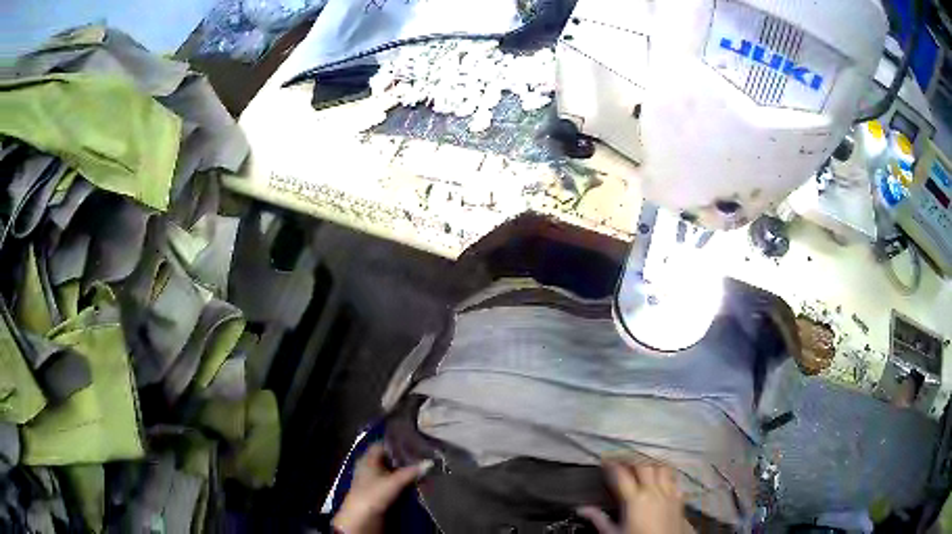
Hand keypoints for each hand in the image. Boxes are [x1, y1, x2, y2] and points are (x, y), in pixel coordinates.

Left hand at [331, 444, 432, 533]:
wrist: (361, 517)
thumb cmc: (374, 494)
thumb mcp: (394, 482)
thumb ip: (411, 472)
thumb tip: (430, 462)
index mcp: (367, 458)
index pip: (383, 444)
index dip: (397, 443)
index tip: (414, 443)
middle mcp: (369, 465)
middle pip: (388, 458)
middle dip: (404, 458)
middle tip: (422, 456)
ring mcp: (372, 478)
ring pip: (391, 470)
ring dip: (404, 470)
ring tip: (422, 468)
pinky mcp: (377, 490)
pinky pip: (392, 481)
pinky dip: (402, 480)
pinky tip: (414, 481)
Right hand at [578, 460, 690, 533]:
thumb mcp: (613, 533)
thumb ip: (599, 519)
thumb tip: (583, 510)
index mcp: (635, 499)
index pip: (621, 474)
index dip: (612, 464)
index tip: (606, 461)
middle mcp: (653, 492)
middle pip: (643, 465)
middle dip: (632, 458)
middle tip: (622, 457)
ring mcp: (668, 493)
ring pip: (662, 467)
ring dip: (652, 462)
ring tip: (644, 460)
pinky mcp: (678, 499)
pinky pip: (675, 479)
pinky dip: (668, 473)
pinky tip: (664, 474)